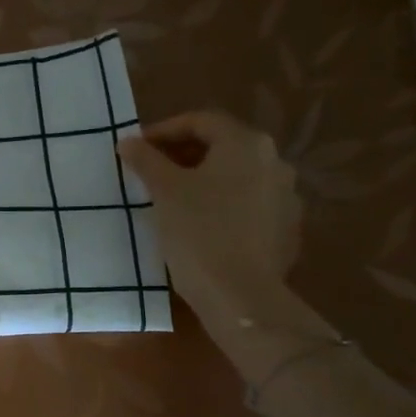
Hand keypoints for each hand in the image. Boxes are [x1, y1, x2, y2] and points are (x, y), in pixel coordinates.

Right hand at [118, 111, 306, 340]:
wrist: (241, 295)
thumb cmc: (199, 233)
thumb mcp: (164, 192)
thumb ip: (146, 160)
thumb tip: (129, 141)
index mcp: (246, 144)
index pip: (202, 121)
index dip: (164, 130)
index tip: (137, 149)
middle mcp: (274, 161)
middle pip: (222, 146)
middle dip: (183, 155)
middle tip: (151, 173)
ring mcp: (286, 196)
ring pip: (237, 177)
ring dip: (204, 181)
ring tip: (173, 201)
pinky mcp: (286, 228)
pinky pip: (249, 205)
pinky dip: (223, 205)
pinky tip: (201, 226)